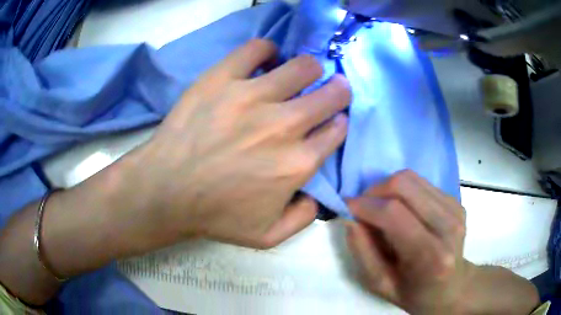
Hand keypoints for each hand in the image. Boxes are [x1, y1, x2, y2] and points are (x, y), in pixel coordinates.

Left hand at [125, 39, 350, 248]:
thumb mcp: (268, 236)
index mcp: (297, 163)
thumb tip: (317, 195)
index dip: (339, 121)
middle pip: (329, 94)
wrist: (165, 190)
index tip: (334, 118)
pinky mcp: (222, 78)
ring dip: (310, 68)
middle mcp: (283, 125)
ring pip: (302, 66)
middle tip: (332, 87)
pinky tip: (265, 60)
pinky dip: (267, 50)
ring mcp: (251, 96)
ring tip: (301, 73)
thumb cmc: (215, 215)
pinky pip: (256, 49)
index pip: (336, 130)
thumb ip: (303, 218)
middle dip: (338, 89)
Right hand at [346, 170, 470, 313]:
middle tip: (362, 206)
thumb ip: (362, 252)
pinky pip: (422, 183)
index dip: (364, 205)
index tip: (346, 206)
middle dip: (374, 190)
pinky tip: (401, 209)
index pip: (393, 213)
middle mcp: (448, 226)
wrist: (452, 288)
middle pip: (404, 185)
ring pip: (412, 178)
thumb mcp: (381, 285)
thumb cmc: (415, 293)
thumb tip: (350, 218)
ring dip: (387, 188)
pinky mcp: (456, 202)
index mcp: (430, 255)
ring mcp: (455, 210)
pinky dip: (403, 191)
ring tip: (380, 207)